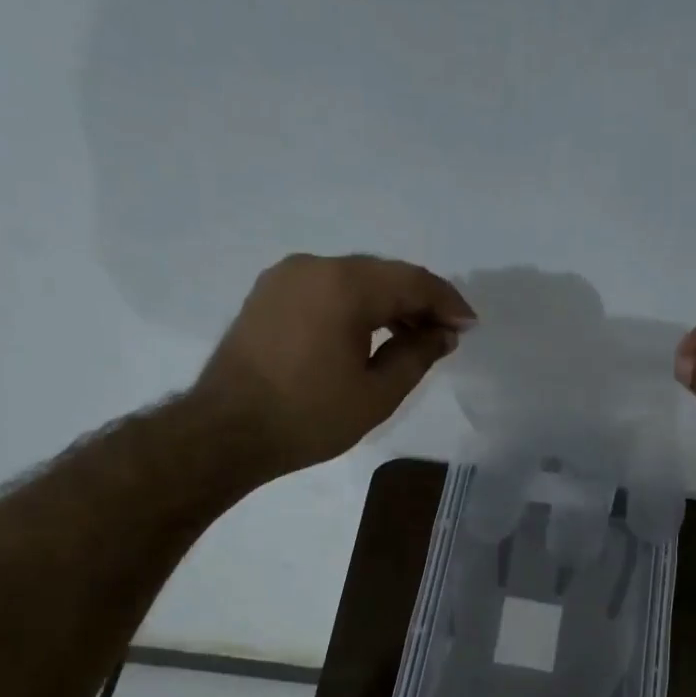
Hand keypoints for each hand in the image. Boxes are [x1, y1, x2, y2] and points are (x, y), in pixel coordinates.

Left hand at [195, 254, 473, 478]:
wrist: (227, 431)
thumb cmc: (308, 417)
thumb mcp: (377, 393)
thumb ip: (417, 355)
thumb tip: (443, 333)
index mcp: (344, 286)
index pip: (412, 281)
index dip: (447, 302)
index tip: (469, 327)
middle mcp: (314, 266)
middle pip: (383, 274)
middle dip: (419, 301)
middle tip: (444, 334)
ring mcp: (285, 277)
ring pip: (353, 279)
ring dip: (387, 303)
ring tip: (411, 337)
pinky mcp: (268, 294)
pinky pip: (325, 289)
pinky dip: (354, 305)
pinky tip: (367, 333)